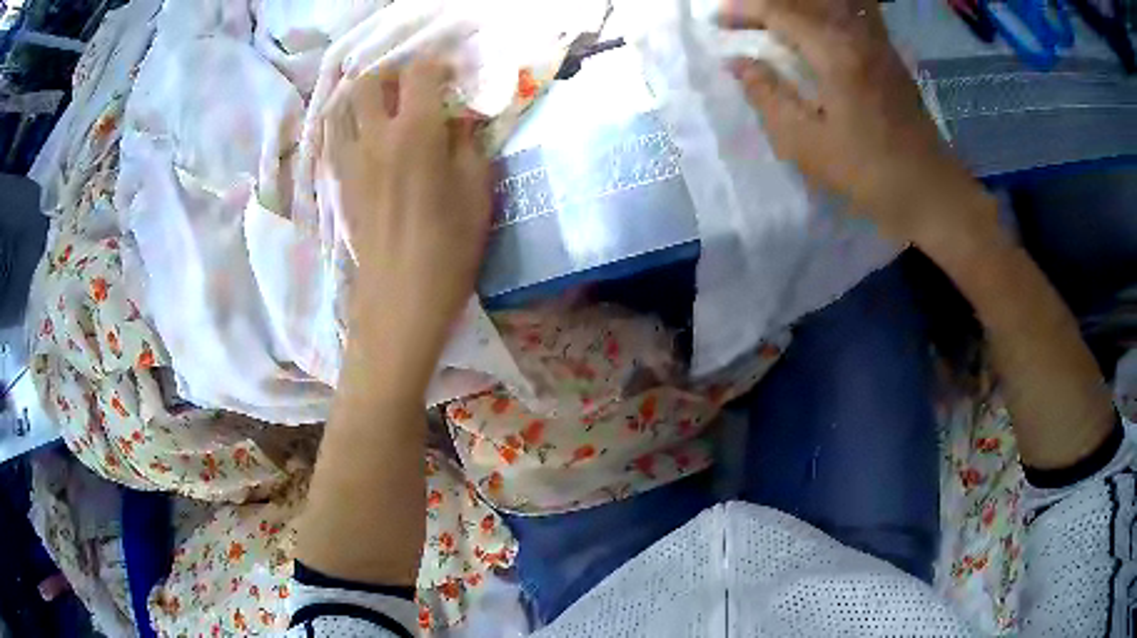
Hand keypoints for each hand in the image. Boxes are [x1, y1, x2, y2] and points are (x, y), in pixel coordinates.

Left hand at [325, 57, 492, 362]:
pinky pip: (332, 136)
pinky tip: (361, 131)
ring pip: (343, 105)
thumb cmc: (449, 250)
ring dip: (363, 94)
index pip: (420, 74)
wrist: (399, 301)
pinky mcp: (338, 182)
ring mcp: (349, 160)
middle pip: (371, 81)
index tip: (451, 75)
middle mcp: (375, 137)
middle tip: (412, 85)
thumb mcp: (478, 192)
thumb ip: (468, 144)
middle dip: (393, 73)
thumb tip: (458, 120)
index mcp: (415, 134)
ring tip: (383, 103)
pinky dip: (344, 121)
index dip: (437, 65)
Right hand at [723, 0, 991, 246]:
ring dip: (797, 5)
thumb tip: (738, 63)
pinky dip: (826, 11)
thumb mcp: (806, 143)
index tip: (717, 23)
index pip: (780, 11)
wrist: (929, 190)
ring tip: (775, 21)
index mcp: (835, 53)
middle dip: (766, 3)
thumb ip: (767, 96)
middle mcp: (858, 34)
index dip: (743, 11)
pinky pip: (853, 13)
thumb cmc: (867, 173)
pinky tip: (815, 24)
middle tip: (741, 18)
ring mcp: (878, 41)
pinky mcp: (889, 54)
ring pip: (832, 2)